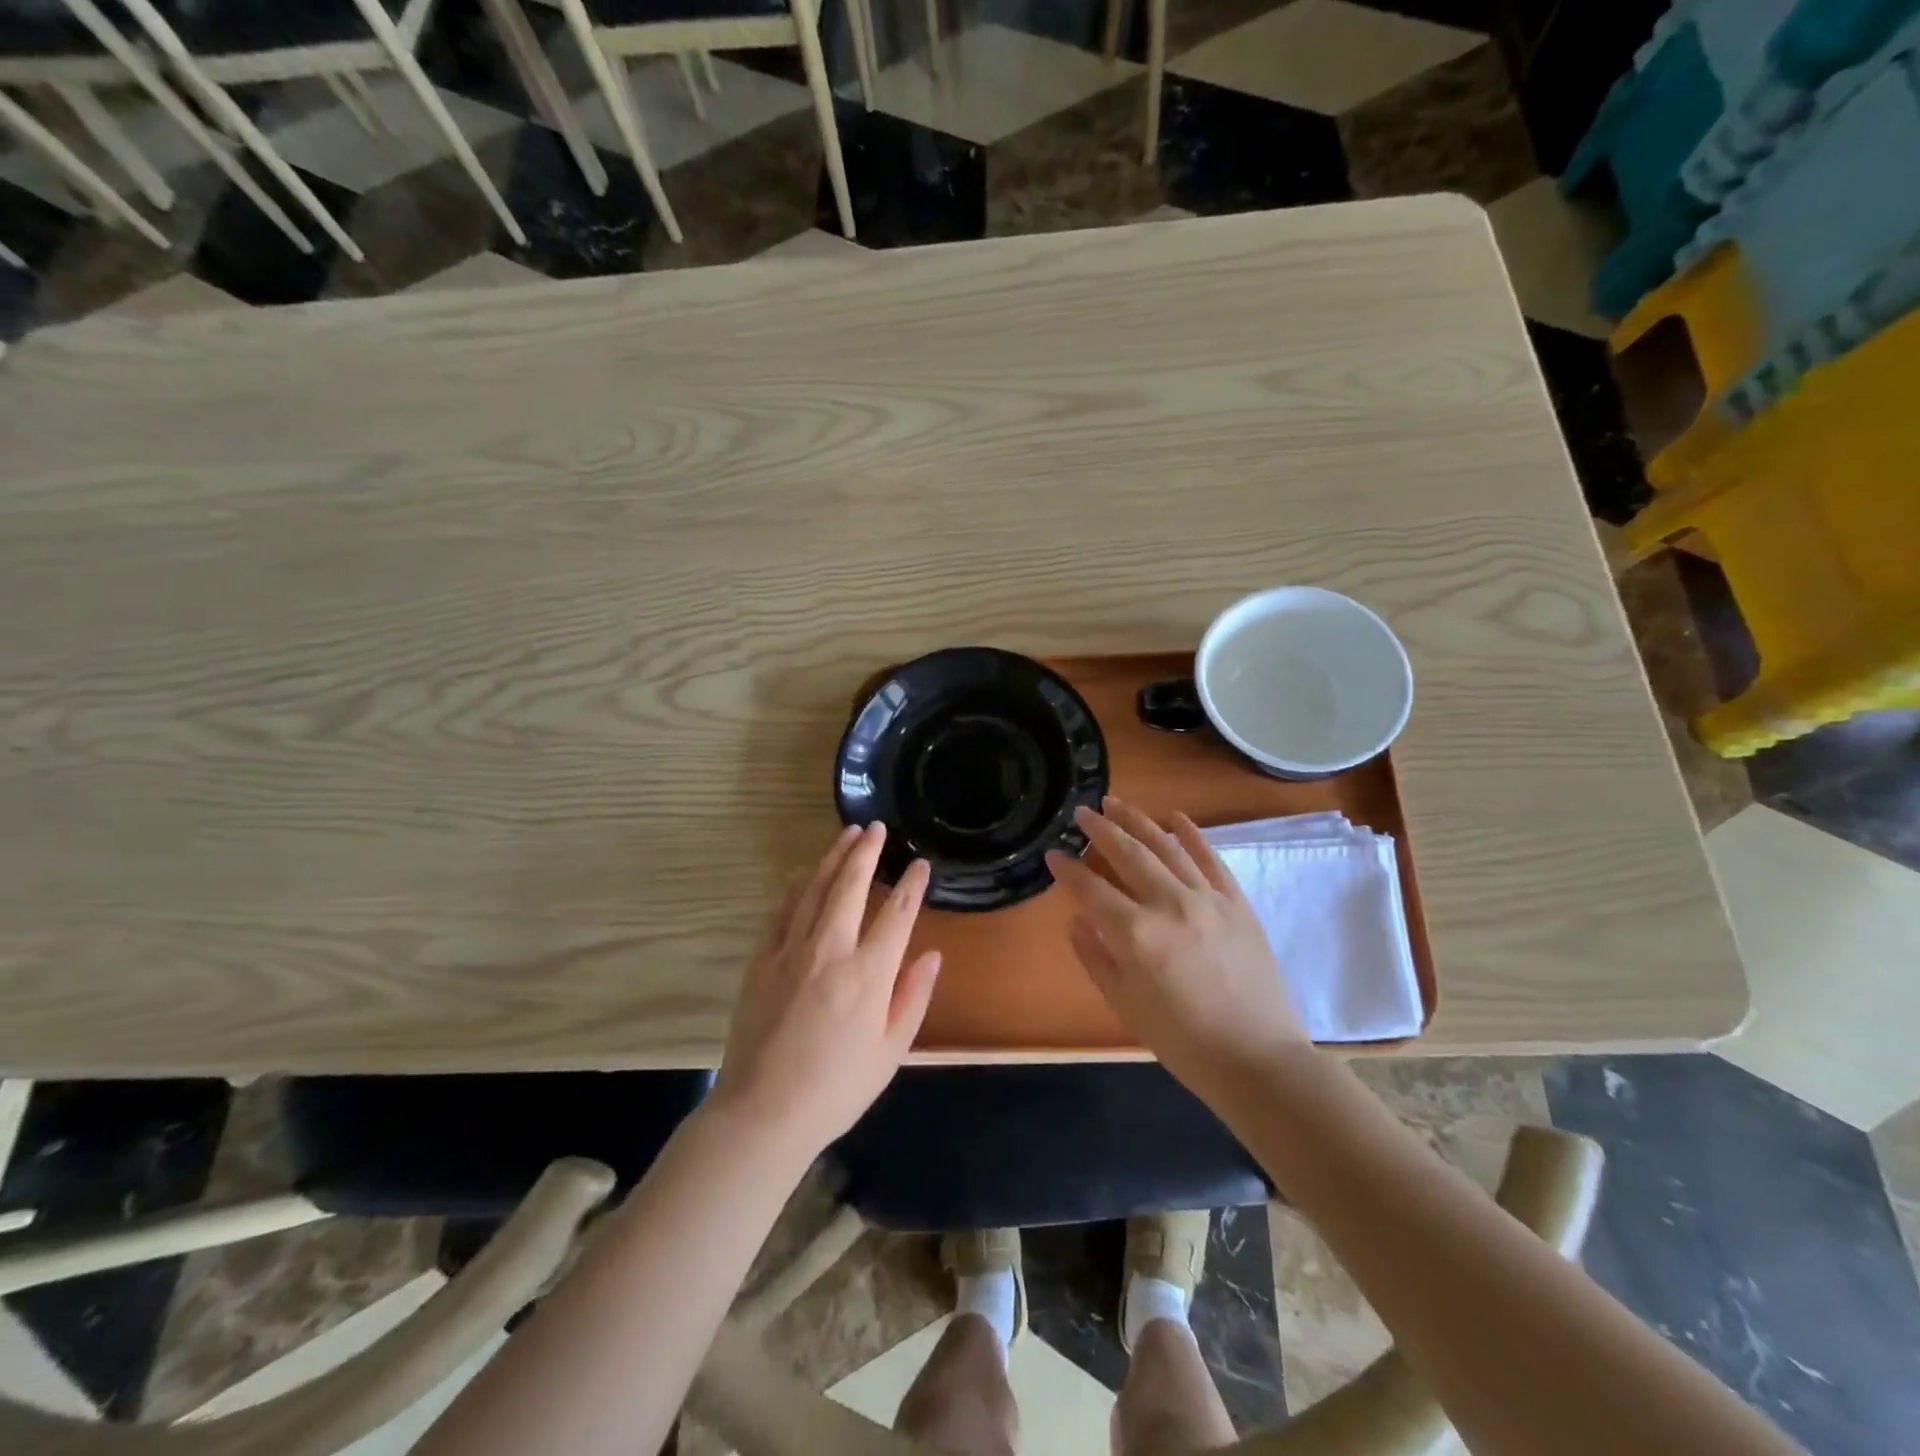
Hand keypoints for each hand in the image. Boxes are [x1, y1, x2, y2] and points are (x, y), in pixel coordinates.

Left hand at [713, 822, 941, 1154]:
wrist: (763, 1114)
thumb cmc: (837, 1089)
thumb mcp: (891, 1051)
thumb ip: (913, 997)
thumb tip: (932, 954)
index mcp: (868, 974)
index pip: (897, 914)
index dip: (912, 885)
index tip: (920, 864)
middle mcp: (830, 951)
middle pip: (850, 886)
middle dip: (866, 852)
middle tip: (876, 827)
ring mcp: (791, 952)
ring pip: (814, 890)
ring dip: (832, 859)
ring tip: (847, 835)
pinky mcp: (761, 961)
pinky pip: (780, 912)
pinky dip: (794, 889)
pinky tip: (801, 875)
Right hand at [1046, 796, 1307, 1090]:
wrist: (1257, 1059)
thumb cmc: (1183, 1041)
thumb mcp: (1126, 1006)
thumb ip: (1096, 958)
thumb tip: (1076, 921)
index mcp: (1136, 934)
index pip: (1091, 889)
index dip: (1068, 870)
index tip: (1053, 854)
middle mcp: (1169, 904)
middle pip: (1128, 854)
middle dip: (1100, 829)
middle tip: (1082, 811)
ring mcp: (1207, 899)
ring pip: (1166, 846)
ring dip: (1138, 821)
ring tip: (1116, 803)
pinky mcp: (1236, 902)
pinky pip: (1210, 858)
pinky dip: (1192, 834)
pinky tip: (1176, 817)